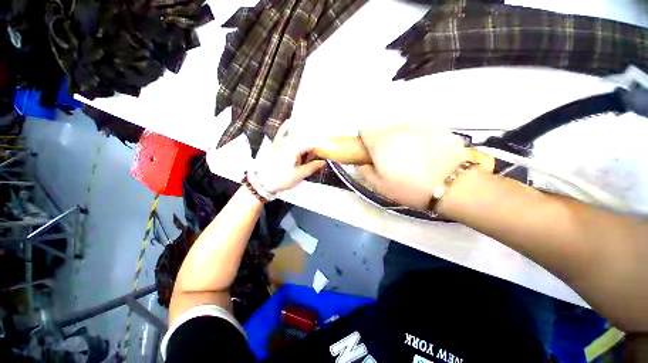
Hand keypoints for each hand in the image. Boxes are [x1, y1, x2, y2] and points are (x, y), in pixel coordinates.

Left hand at [254, 120, 325, 193]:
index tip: (325, 152)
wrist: (263, 182)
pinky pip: (281, 132)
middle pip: (305, 139)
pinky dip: (286, 127)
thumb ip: (312, 167)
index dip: (320, 148)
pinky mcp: (275, 144)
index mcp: (294, 149)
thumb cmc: (281, 179)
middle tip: (318, 154)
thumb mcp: (299, 174)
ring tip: (311, 142)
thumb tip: (323, 162)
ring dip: (304, 137)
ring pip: (296, 135)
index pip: (312, 144)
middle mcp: (288, 142)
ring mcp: (280, 142)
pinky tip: (290, 122)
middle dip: (313, 145)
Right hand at [357, 126, 468, 209]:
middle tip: (392, 159)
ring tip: (412, 157)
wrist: (454, 186)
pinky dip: (417, 138)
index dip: (366, 141)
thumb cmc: (411, 189)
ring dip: (400, 139)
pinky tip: (427, 153)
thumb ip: (365, 171)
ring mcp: (418, 126)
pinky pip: (419, 130)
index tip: (371, 152)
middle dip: (382, 141)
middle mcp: (397, 130)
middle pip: (382, 129)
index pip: (365, 130)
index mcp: (381, 143)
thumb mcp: (380, 187)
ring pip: (400, 128)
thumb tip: (359, 162)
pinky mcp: (437, 127)